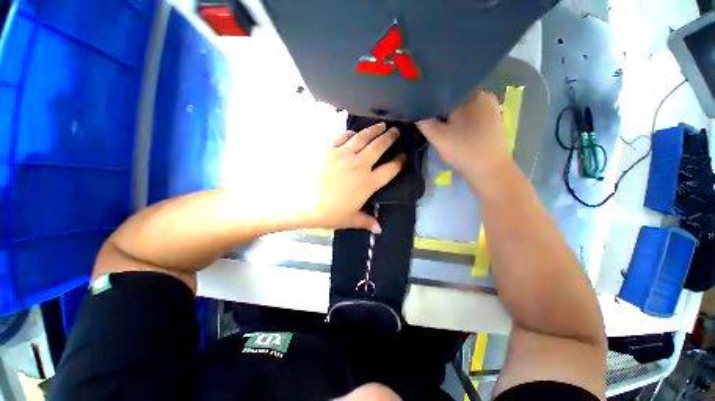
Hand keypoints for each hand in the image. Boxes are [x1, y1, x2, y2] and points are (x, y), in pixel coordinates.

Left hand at [306, 123, 404, 232]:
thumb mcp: (351, 219)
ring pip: (363, 137)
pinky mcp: (329, 149)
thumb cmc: (329, 214)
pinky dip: (351, 133)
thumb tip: (379, 229)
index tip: (403, 156)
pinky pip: (343, 136)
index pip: (390, 169)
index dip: (400, 161)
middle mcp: (359, 165)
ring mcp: (344, 154)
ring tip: (382, 125)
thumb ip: (367, 221)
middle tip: (396, 131)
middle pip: (379, 146)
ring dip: (374, 130)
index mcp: (368, 183)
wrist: (303, 204)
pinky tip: (355, 133)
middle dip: (390, 138)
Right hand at [417, 90, 509, 179]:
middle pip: (454, 99)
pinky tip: (450, 131)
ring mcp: (489, 111)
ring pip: (460, 109)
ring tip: (435, 125)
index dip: (430, 98)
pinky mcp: (490, 123)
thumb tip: (414, 111)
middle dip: (439, 109)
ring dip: (447, 117)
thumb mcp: (438, 136)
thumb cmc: (464, 151)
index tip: (419, 107)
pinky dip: (457, 122)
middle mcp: (485, 97)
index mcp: (475, 94)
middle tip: (425, 118)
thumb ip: (423, 122)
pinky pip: (468, 117)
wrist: (490, 173)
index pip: (446, 89)